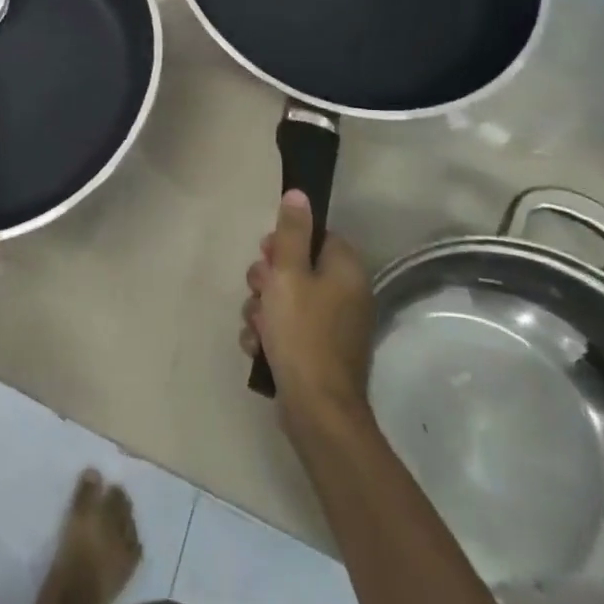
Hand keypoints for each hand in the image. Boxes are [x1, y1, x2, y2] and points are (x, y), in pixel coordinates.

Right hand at [240, 191, 374, 439]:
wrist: (316, 409)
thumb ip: (291, 233)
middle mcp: (346, 296)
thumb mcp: (288, 274)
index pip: (317, 237)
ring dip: (262, 309)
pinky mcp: (318, 353)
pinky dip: (269, 334)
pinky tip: (259, 347)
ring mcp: (333, 328)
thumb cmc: (302, 332)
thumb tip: (300, 194)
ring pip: (285, 300)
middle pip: (297, 268)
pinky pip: (287, 329)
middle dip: (267, 280)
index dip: (286, 242)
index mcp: (345, 272)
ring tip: (256, 326)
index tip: (267, 255)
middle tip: (258, 291)